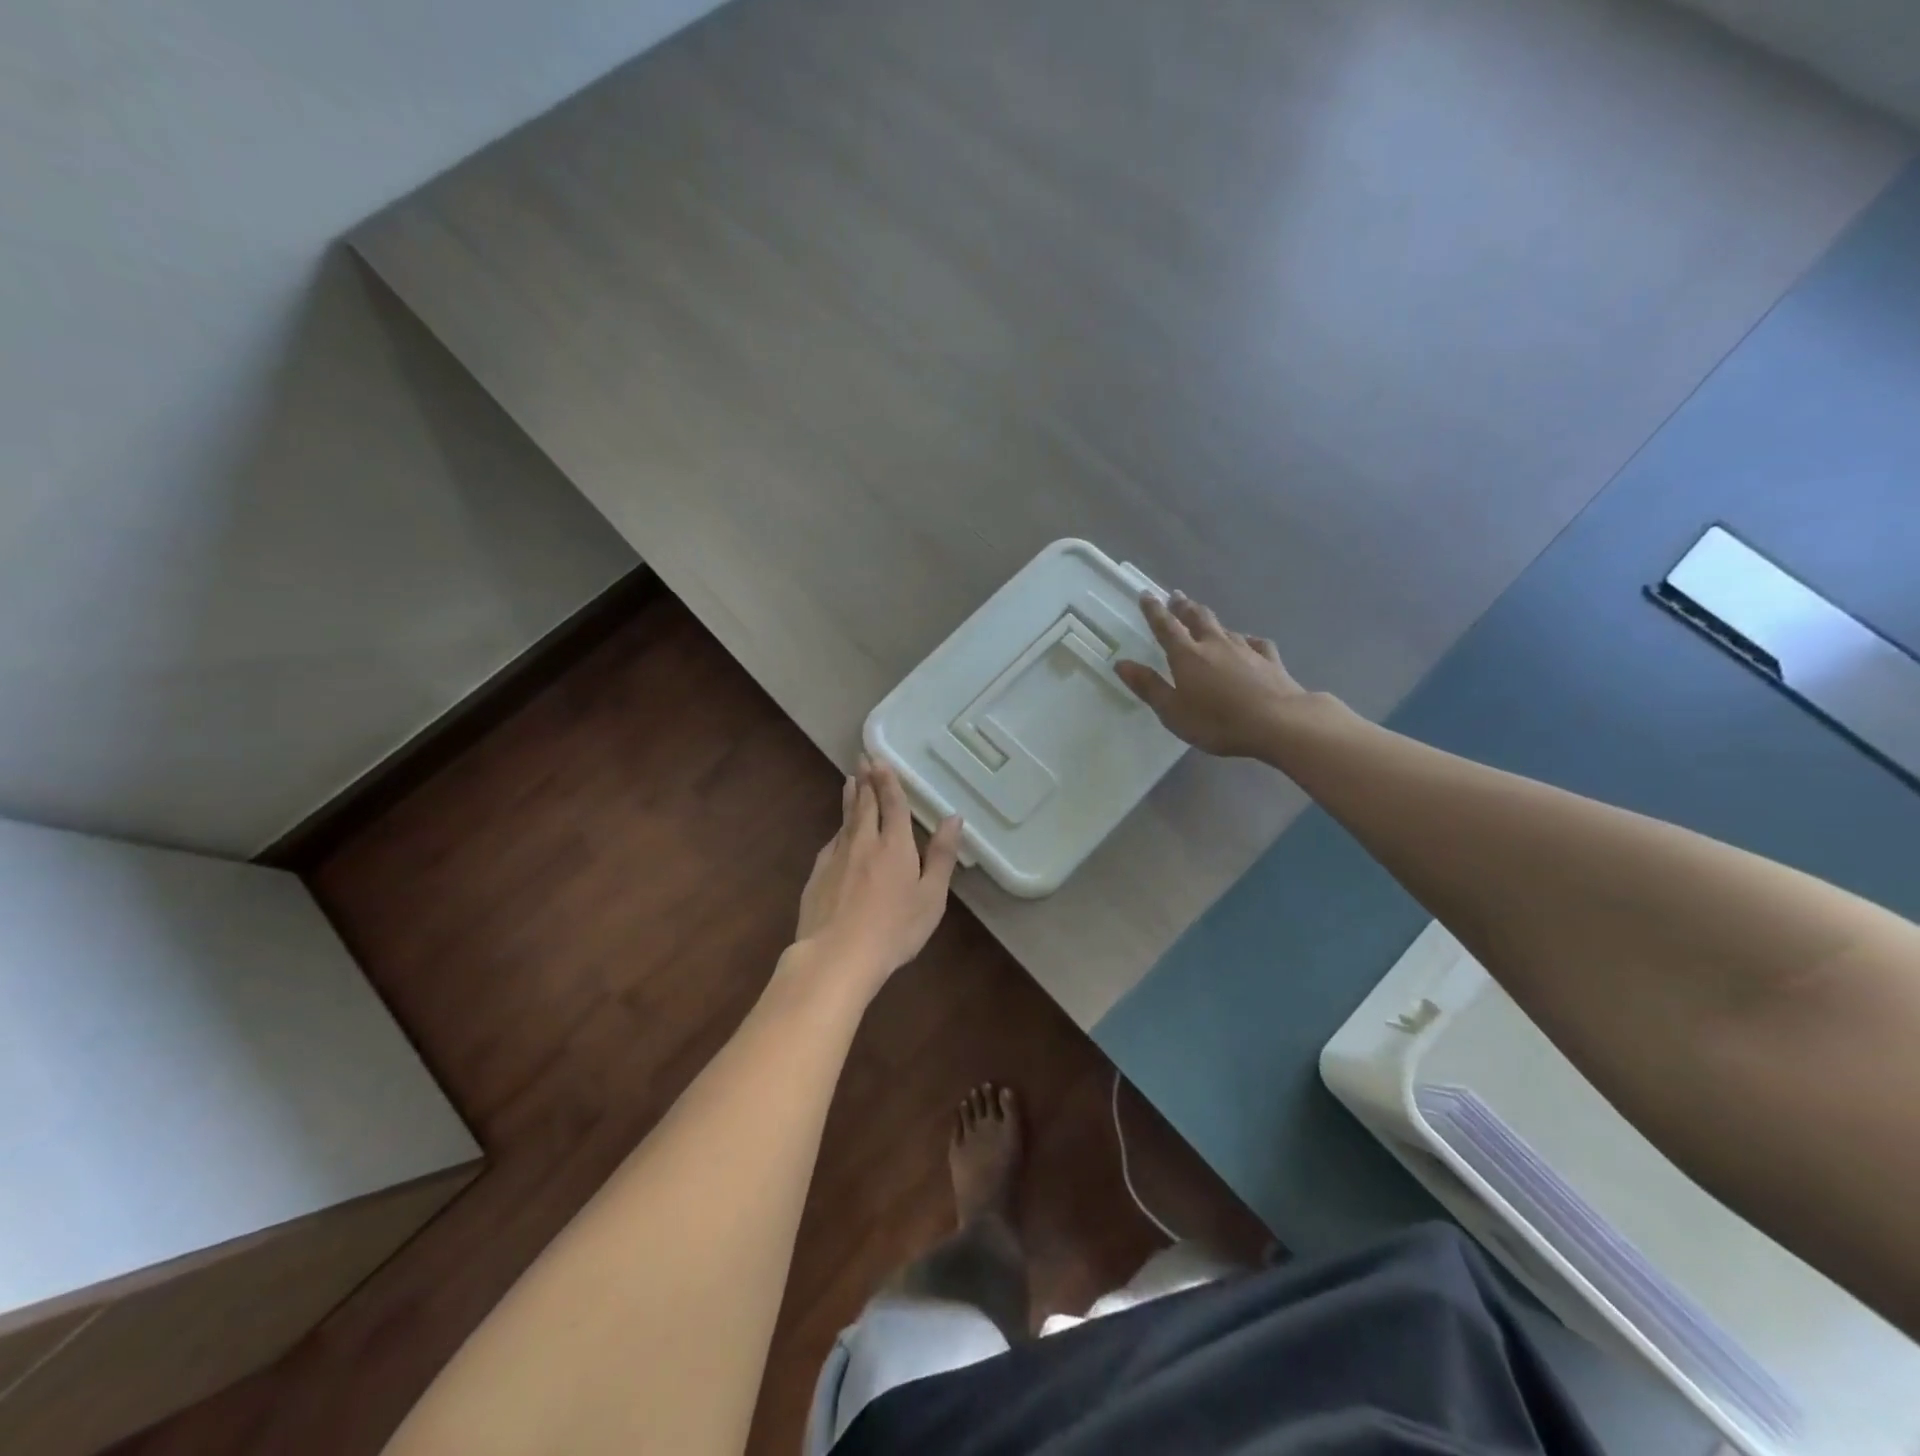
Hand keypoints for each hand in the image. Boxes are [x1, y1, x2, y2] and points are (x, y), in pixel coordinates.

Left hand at [793, 756, 962, 984]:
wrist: (836, 955)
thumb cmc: (894, 930)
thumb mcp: (931, 897)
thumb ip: (942, 856)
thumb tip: (953, 818)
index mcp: (895, 845)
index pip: (892, 803)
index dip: (887, 780)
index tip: (880, 759)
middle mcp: (864, 842)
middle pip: (864, 803)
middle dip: (865, 779)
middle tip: (863, 759)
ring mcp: (837, 856)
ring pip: (845, 819)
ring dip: (850, 797)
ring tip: (849, 780)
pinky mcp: (818, 874)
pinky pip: (832, 842)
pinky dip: (838, 829)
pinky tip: (839, 831)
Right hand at [1114, 591, 1307, 757]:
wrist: (1279, 723)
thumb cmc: (1218, 721)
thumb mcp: (1173, 711)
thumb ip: (1148, 686)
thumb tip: (1121, 664)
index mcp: (1187, 655)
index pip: (1166, 626)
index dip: (1154, 611)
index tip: (1146, 594)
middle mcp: (1215, 644)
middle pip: (1197, 618)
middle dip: (1184, 606)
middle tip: (1176, 596)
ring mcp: (1246, 649)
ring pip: (1224, 628)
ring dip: (1211, 620)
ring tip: (1204, 616)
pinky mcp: (1270, 660)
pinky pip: (1255, 643)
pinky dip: (1247, 640)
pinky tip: (1248, 642)